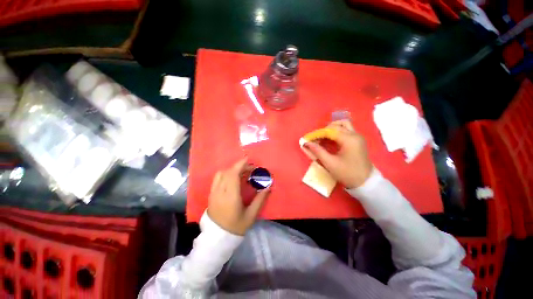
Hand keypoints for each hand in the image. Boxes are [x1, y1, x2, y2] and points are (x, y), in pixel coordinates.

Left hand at [207, 158, 270, 235]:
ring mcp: (213, 193)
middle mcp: (220, 192)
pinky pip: (217, 179)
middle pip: (227, 172)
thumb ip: (260, 199)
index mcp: (230, 197)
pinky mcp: (211, 194)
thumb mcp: (251, 215)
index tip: (248, 160)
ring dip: (232, 170)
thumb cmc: (236, 227)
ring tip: (242, 173)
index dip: (240, 165)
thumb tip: (268, 186)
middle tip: (250, 169)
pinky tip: (232, 179)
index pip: (233, 175)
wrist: (217, 238)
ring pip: (221, 174)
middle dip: (239, 166)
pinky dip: (225, 174)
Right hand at [305, 120, 372, 188]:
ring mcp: (358, 137)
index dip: (317, 134)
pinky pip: (346, 131)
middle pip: (337, 125)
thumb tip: (306, 143)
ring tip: (322, 139)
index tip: (308, 139)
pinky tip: (330, 141)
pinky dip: (336, 133)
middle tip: (316, 139)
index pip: (330, 130)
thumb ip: (318, 151)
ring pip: (343, 125)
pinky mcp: (358, 141)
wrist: (365, 183)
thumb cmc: (347, 173)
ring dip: (331, 130)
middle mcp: (355, 135)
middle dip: (324, 131)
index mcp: (349, 139)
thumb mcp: (330, 163)